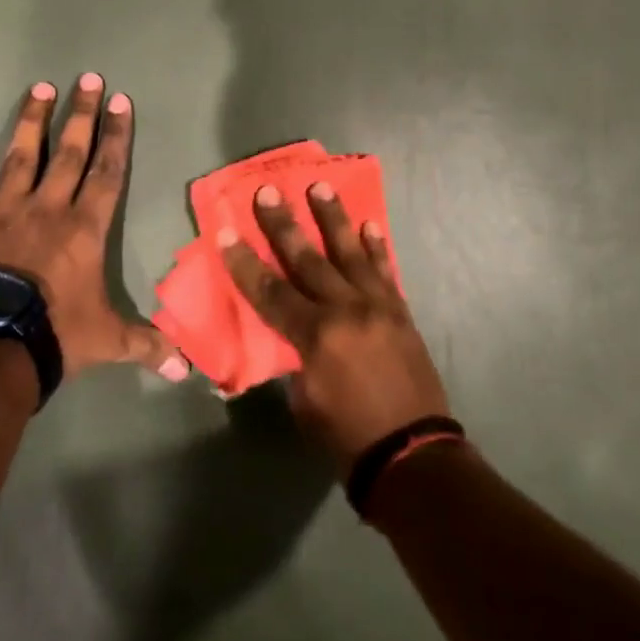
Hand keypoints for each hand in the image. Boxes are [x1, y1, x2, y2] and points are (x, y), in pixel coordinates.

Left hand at [0, 76, 188, 380]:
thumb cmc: (55, 335)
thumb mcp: (107, 341)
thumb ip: (146, 345)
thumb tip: (187, 370)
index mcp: (84, 228)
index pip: (108, 172)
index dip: (117, 137)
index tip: (120, 102)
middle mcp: (47, 208)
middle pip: (70, 153)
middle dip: (81, 115)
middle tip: (87, 79)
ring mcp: (2, 212)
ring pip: (20, 157)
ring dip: (31, 122)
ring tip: (39, 88)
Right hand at [218, 182, 449, 472]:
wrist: (413, 454)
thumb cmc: (347, 438)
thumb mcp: (304, 403)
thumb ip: (294, 359)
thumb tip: (290, 335)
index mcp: (316, 337)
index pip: (270, 291)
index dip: (244, 262)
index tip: (226, 231)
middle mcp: (346, 310)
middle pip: (307, 260)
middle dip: (284, 225)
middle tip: (269, 191)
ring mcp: (378, 306)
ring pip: (350, 253)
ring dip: (333, 218)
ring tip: (320, 186)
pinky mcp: (401, 312)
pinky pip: (386, 271)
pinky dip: (376, 247)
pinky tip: (369, 224)